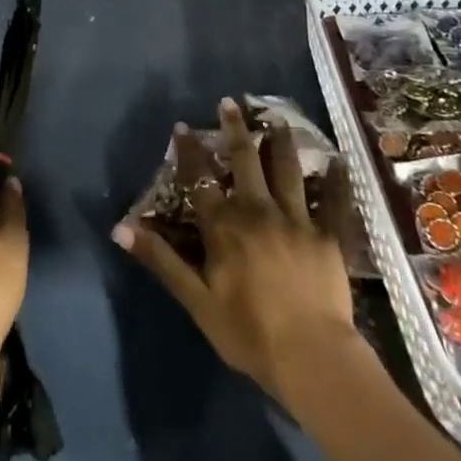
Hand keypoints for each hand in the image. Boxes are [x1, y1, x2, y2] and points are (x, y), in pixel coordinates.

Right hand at [114, 98, 360, 407]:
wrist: (311, 357)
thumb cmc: (248, 332)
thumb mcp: (196, 299)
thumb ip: (161, 260)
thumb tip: (120, 228)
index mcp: (225, 226)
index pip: (201, 180)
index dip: (190, 152)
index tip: (182, 126)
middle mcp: (258, 211)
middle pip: (245, 162)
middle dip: (235, 130)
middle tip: (230, 104)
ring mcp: (297, 220)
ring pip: (287, 171)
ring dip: (280, 143)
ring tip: (277, 119)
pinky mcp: (329, 236)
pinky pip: (335, 202)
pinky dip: (338, 180)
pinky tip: (340, 161)